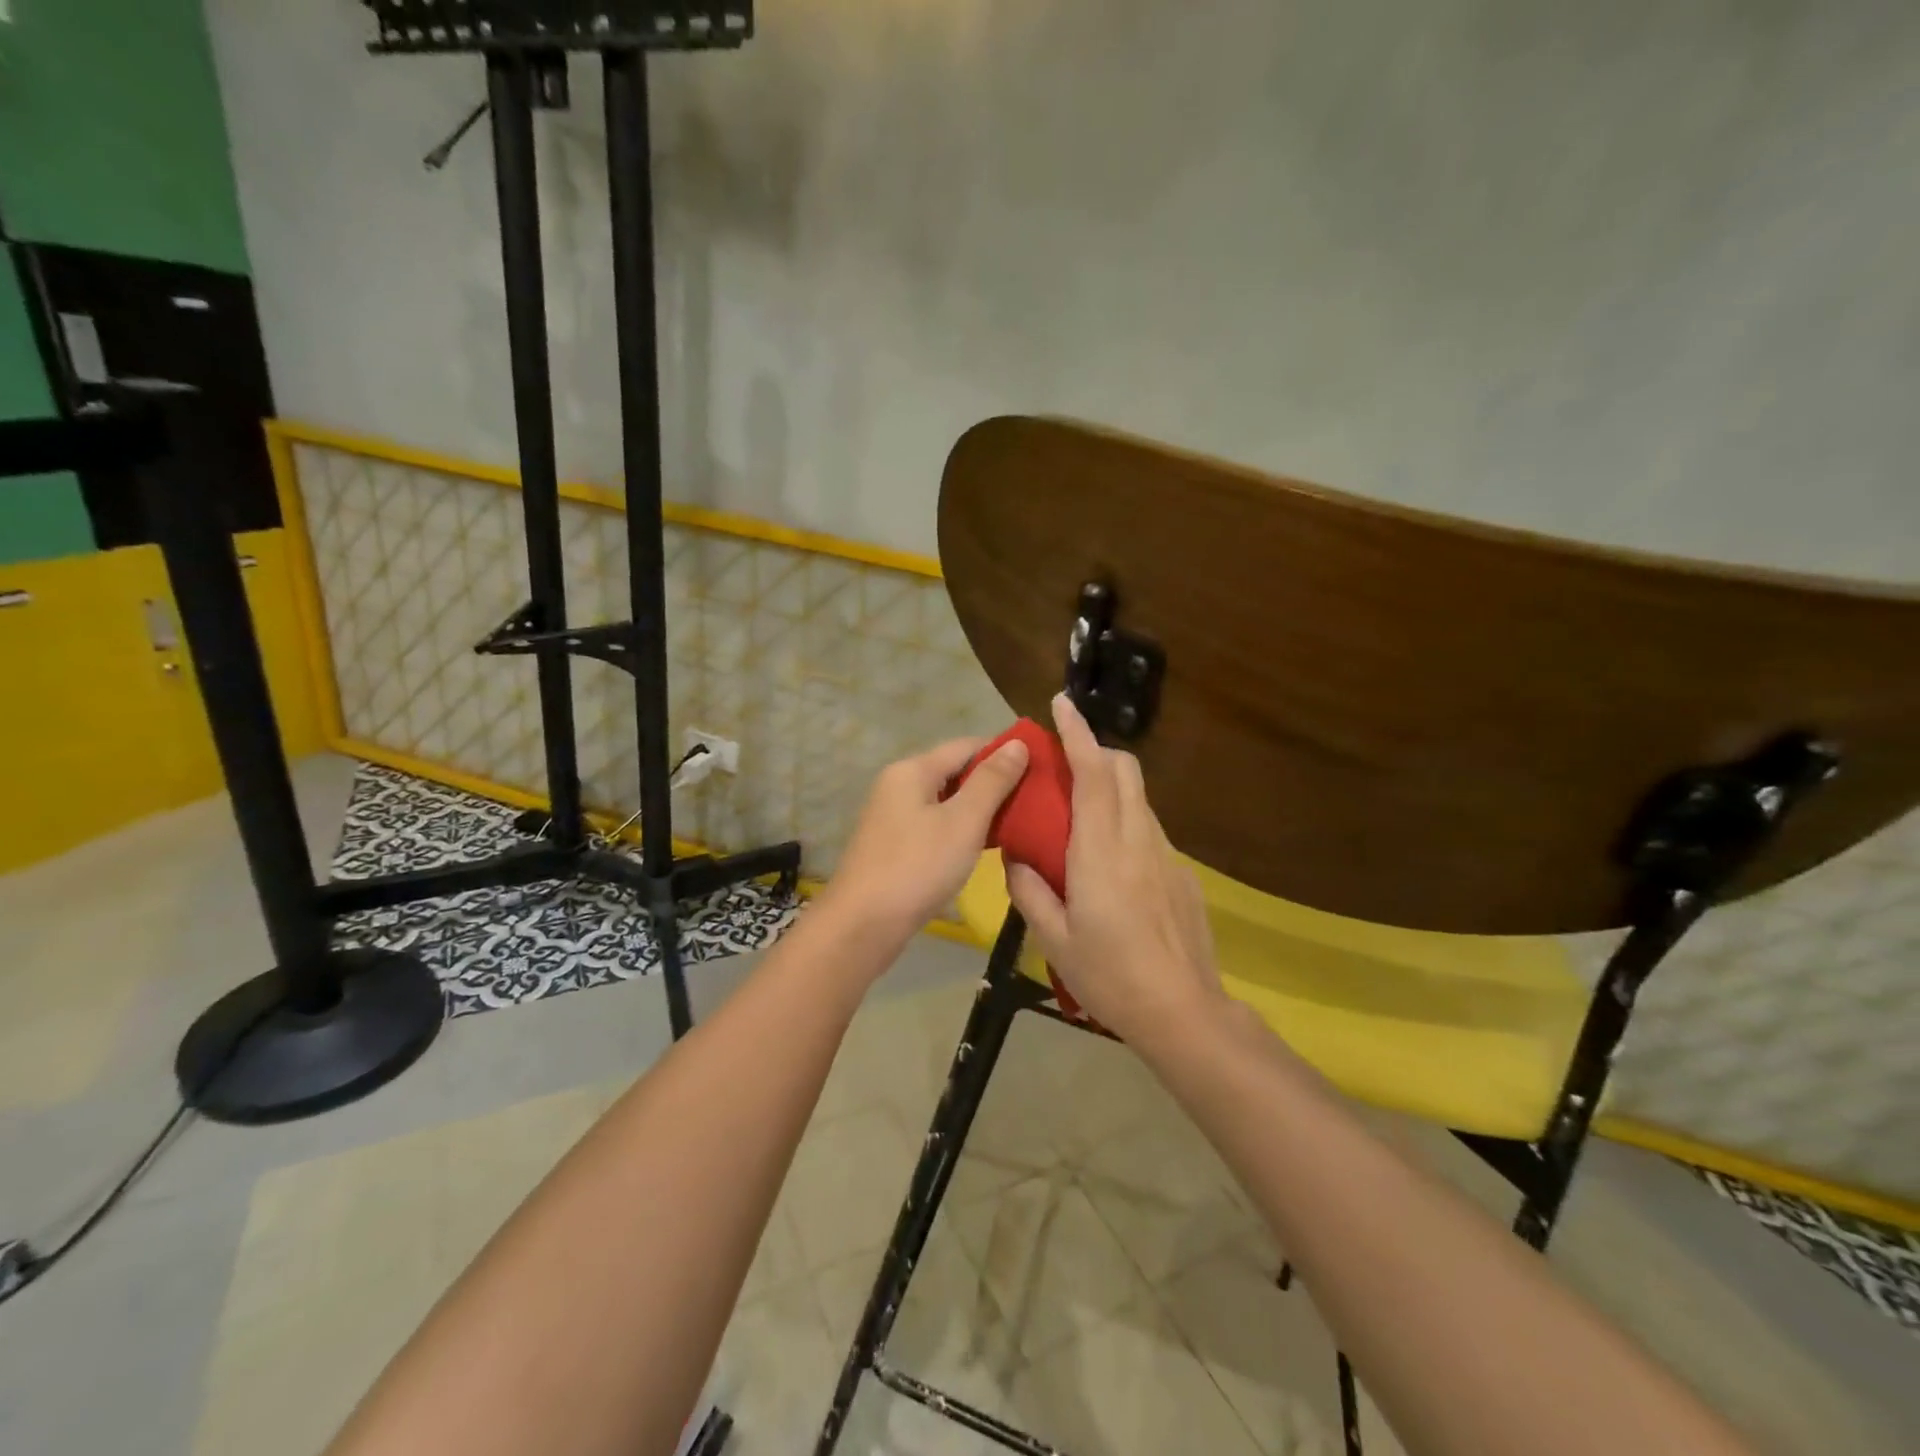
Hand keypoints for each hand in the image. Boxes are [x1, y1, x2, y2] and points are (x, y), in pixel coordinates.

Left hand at [821, 736, 1030, 943]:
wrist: (862, 925)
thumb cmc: (917, 867)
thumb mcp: (963, 821)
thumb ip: (992, 781)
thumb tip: (1018, 743)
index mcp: (912, 770)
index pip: (966, 746)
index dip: (1004, 752)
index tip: (1041, 767)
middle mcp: (898, 785)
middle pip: (954, 771)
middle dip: (994, 782)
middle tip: (1036, 799)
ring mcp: (893, 816)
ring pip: (946, 801)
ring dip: (980, 808)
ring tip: (1020, 822)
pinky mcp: (895, 845)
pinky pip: (935, 824)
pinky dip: (961, 829)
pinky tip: (986, 845)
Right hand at [1005, 695, 1225, 1046]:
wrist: (1183, 1011)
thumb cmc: (1110, 975)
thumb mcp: (1054, 939)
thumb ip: (1029, 891)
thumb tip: (1016, 859)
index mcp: (1100, 851)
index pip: (1092, 773)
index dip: (1078, 733)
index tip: (1062, 704)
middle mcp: (1138, 840)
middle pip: (1124, 771)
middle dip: (1096, 752)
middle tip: (1064, 767)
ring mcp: (1167, 856)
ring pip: (1138, 800)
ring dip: (1110, 790)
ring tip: (1081, 822)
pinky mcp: (1183, 875)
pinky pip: (1149, 832)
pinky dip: (1126, 825)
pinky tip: (1113, 871)